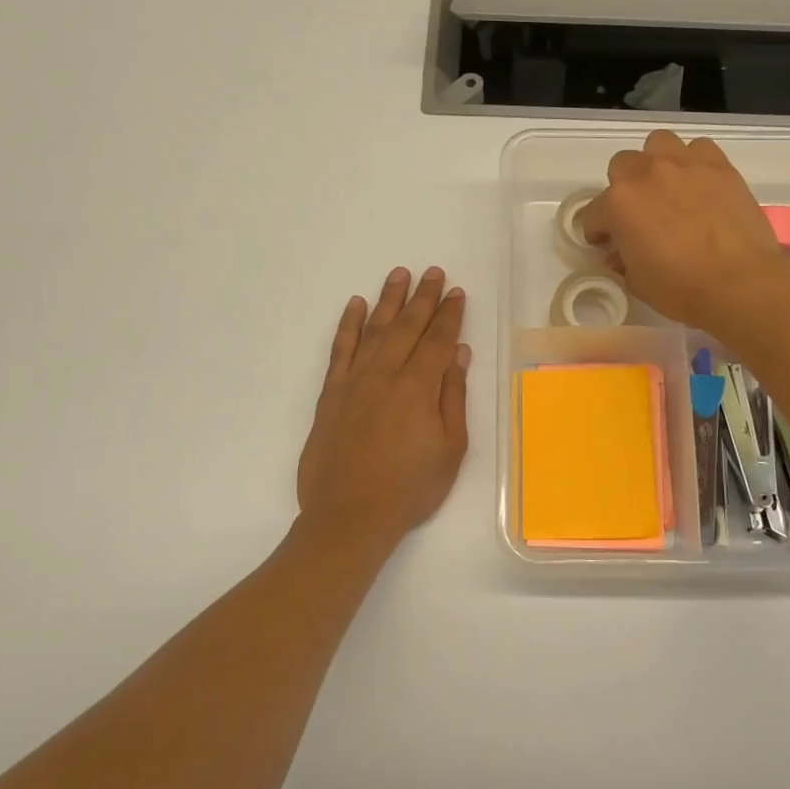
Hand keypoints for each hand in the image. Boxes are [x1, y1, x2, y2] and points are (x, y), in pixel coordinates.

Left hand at [297, 266, 470, 546]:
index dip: (449, 315)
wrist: (349, 516)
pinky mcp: (331, 394)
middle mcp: (386, 375)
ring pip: (375, 330)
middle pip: (408, 327)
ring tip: (399, 274)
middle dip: (423, 297)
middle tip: (433, 272)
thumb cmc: (410, 489)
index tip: (456, 293)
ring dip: (389, 300)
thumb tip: (458, 354)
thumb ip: (453, 397)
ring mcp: (354, 382)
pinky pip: (340, 350)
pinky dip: (348, 325)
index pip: (438, 340)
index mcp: (419, 388)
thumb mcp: (450, 449)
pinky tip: (356, 306)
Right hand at [579, 130, 789, 339]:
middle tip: (637, 213)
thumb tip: (621, 253)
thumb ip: (623, 260)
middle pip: (622, 165)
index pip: (594, 213)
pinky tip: (700, 185)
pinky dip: (694, 163)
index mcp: (619, 204)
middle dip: (623, 188)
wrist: (739, 283)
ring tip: (667, 188)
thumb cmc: (681, 289)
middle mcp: (646, 174)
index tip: (606, 244)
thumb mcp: (638, 282)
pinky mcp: (719, 166)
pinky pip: (699, 149)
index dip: (598, 231)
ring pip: (658, 144)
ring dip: (656, 162)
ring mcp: (685, 164)